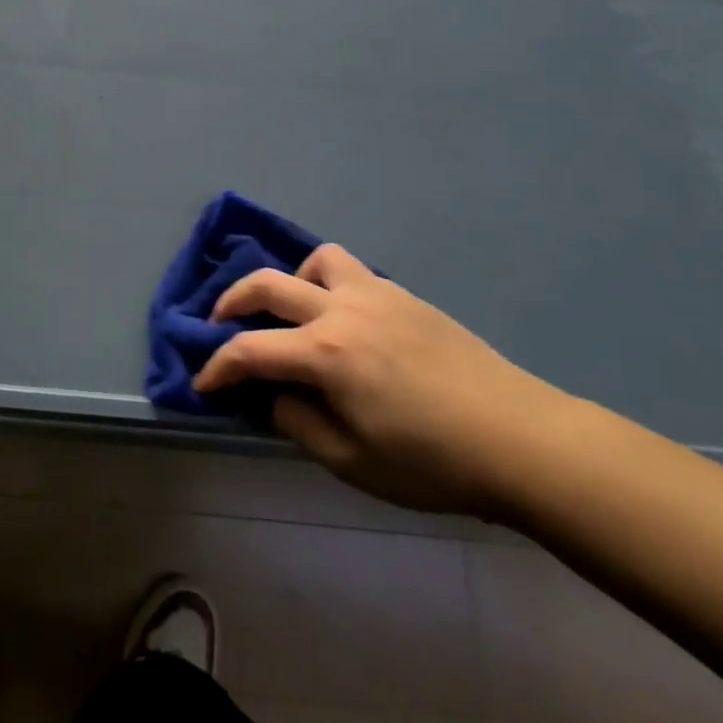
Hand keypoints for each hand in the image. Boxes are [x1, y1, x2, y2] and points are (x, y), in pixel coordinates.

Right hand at [194, 245, 573, 516]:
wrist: (520, 439)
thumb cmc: (432, 462)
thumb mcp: (352, 462)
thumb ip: (299, 422)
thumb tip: (274, 393)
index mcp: (326, 353)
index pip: (249, 350)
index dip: (217, 366)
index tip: (203, 382)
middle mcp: (342, 310)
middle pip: (268, 285)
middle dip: (231, 301)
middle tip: (218, 324)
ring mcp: (376, 294)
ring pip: (316, 260)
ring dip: (291, 280)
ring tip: (293, 312)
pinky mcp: (404, 296)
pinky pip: (353, 272)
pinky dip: (329, 284)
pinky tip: (343, 320)